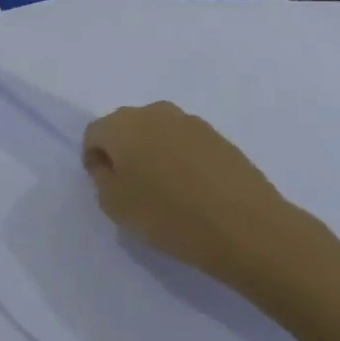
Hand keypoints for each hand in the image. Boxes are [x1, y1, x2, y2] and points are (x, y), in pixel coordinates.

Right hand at [82, 101, 307, 291]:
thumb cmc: (167, 215)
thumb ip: (102, 178)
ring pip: (158, 134)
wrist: (245, 227)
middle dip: (123, 151)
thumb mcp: (114, 204)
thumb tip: (111, 165)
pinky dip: (180, 160)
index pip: (94, 134)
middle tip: (131, 186)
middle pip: (126, 128)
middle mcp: (155, 113)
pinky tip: (190, 189)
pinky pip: (186, 144)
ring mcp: (192, 123)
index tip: (105, 186)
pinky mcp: (220, 137)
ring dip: (153, 154)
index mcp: (122, 125)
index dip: (94, 160)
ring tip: (163, 189)